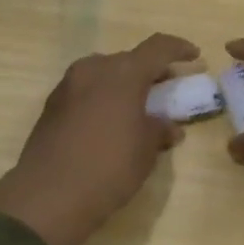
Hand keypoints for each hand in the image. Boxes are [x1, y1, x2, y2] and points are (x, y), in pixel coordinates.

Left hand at [0, 33, 198, 244]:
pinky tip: (109, 122)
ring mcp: (68, 85)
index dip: (178, 49)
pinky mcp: (51, 105)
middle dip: (148, 71)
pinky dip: (102, 97)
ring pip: (103, 73)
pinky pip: (85, 91)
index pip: (157, 48)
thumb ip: (159, 130)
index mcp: (123, 73)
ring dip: (122, 84)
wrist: (49, 196)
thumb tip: (168, 126)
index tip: (194, 56)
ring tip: (136, 107)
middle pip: (128, 60)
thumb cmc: (109, 168)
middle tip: (164, 88)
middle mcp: (93, 69)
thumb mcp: (145, 151)